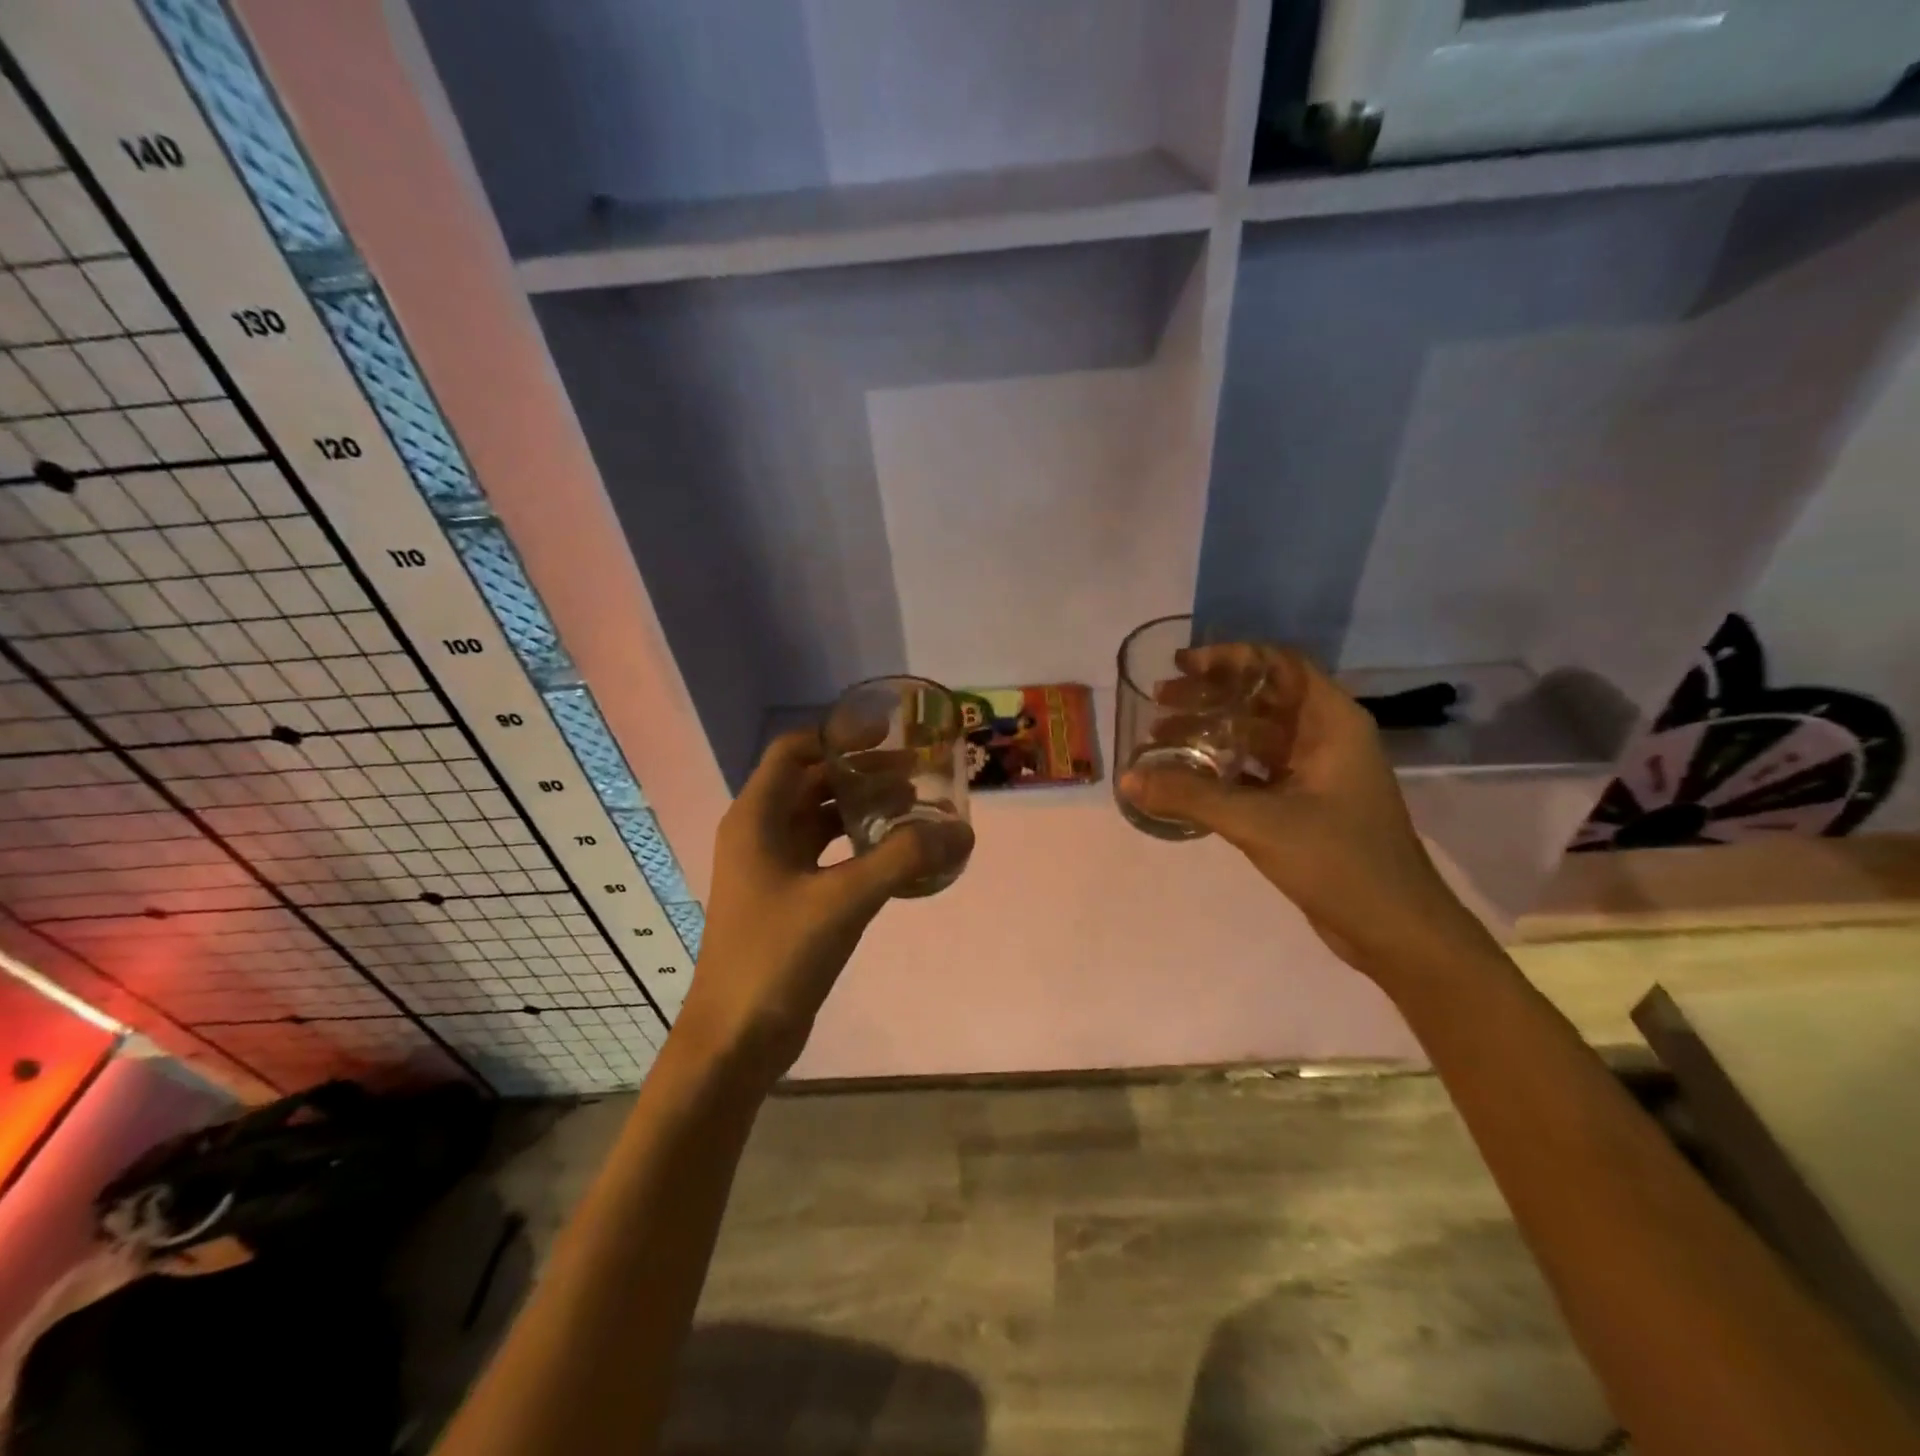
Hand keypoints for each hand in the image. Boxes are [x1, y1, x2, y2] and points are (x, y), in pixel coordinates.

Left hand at [675, 730, 974, 1082]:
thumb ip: (903, 859)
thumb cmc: (776, 956)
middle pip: (811, 782)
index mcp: (756, 818)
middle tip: (915, 771)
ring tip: (914, 806)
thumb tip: (962, 830)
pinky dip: (857, 845)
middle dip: (860, 773)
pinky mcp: (787, 898)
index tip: (886, 733)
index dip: (837, 735)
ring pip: (819, 819)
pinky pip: (825, 854)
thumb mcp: (844, 900)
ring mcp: (771, 868)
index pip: (794, 751)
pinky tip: (894, 853)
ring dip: (861, 808)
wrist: (735, 1038)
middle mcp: (759, 833)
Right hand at [1120, 646, 1491, 977]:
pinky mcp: (1304, 804)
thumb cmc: (1339, 861)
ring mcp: (1316, 773)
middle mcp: (1326, 738)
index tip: (1183, 665)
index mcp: (1331, 723)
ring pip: (1255, 736)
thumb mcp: (1259, 822)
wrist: (1395, 929)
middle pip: (1262, 698)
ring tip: (1160, 738)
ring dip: (1211, 732)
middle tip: (1159, 700)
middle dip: (1210, 695)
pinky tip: (1185, 777)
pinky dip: (1221, 768)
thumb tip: (1128, 779)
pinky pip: (1255, 771)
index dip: (1231, 657)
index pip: (1280, 665)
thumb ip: (1191, 796)